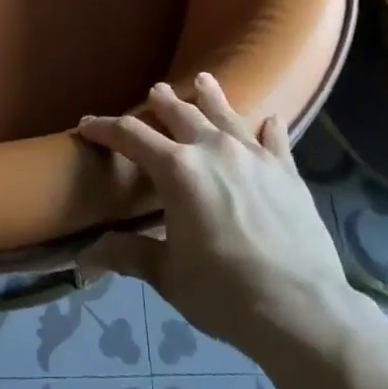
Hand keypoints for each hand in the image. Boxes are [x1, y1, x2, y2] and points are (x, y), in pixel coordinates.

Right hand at [76, 74, 365, 360]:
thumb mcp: (169, 276)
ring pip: (225, 113)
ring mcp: (253, 155)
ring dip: (210, 96)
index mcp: (177, 169)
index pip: (131, 136)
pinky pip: (274, 138)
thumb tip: (85, 255)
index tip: (87, 124)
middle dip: (161, 101)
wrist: (301, 309)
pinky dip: (268, 127)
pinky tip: (270, 119)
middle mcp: (212, 149)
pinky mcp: (286, 170)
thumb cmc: (225, 293)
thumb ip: (129, 255)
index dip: (105, 128)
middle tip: (154, 92)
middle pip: (180, 113)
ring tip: (203, 80)